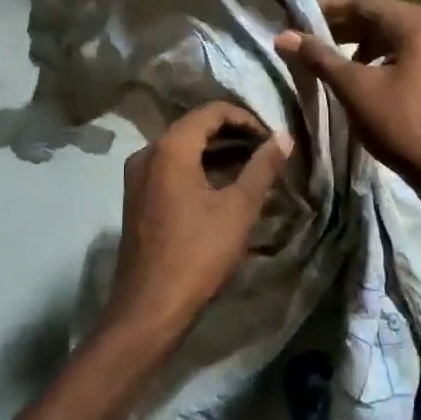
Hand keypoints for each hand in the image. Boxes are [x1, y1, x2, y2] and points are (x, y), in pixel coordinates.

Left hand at [107, 101, 292, 336]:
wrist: (150, 307)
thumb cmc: (198, 253)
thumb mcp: (239, 209)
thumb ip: (263, 167)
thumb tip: (283, 137)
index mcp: (170, 148)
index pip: (211, 111)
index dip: (246, 118)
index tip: (271, 138)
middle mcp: (148, 153)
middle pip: (195, 127)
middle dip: (233, 134)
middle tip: (266, 151)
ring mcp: (138, 177)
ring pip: (183, 149)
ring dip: (217, 152)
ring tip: (252, 167)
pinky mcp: (137, 198)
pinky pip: (171, 169)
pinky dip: (199, 169)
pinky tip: (223, 187)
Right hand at [276, 0, 420, 209]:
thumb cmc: (402, 124)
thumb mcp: (356, 89)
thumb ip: (320, 58)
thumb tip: (284, 36)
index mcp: (415, 23)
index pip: (362, 0)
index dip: (326, 8)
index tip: (297, 19)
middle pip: (378, 14)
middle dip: (340, 25)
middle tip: (307, 37)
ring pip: (390, 34)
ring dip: (357, 41)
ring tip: (326, 56)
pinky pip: (403, 51)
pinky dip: (377, 56)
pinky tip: (357, 73)